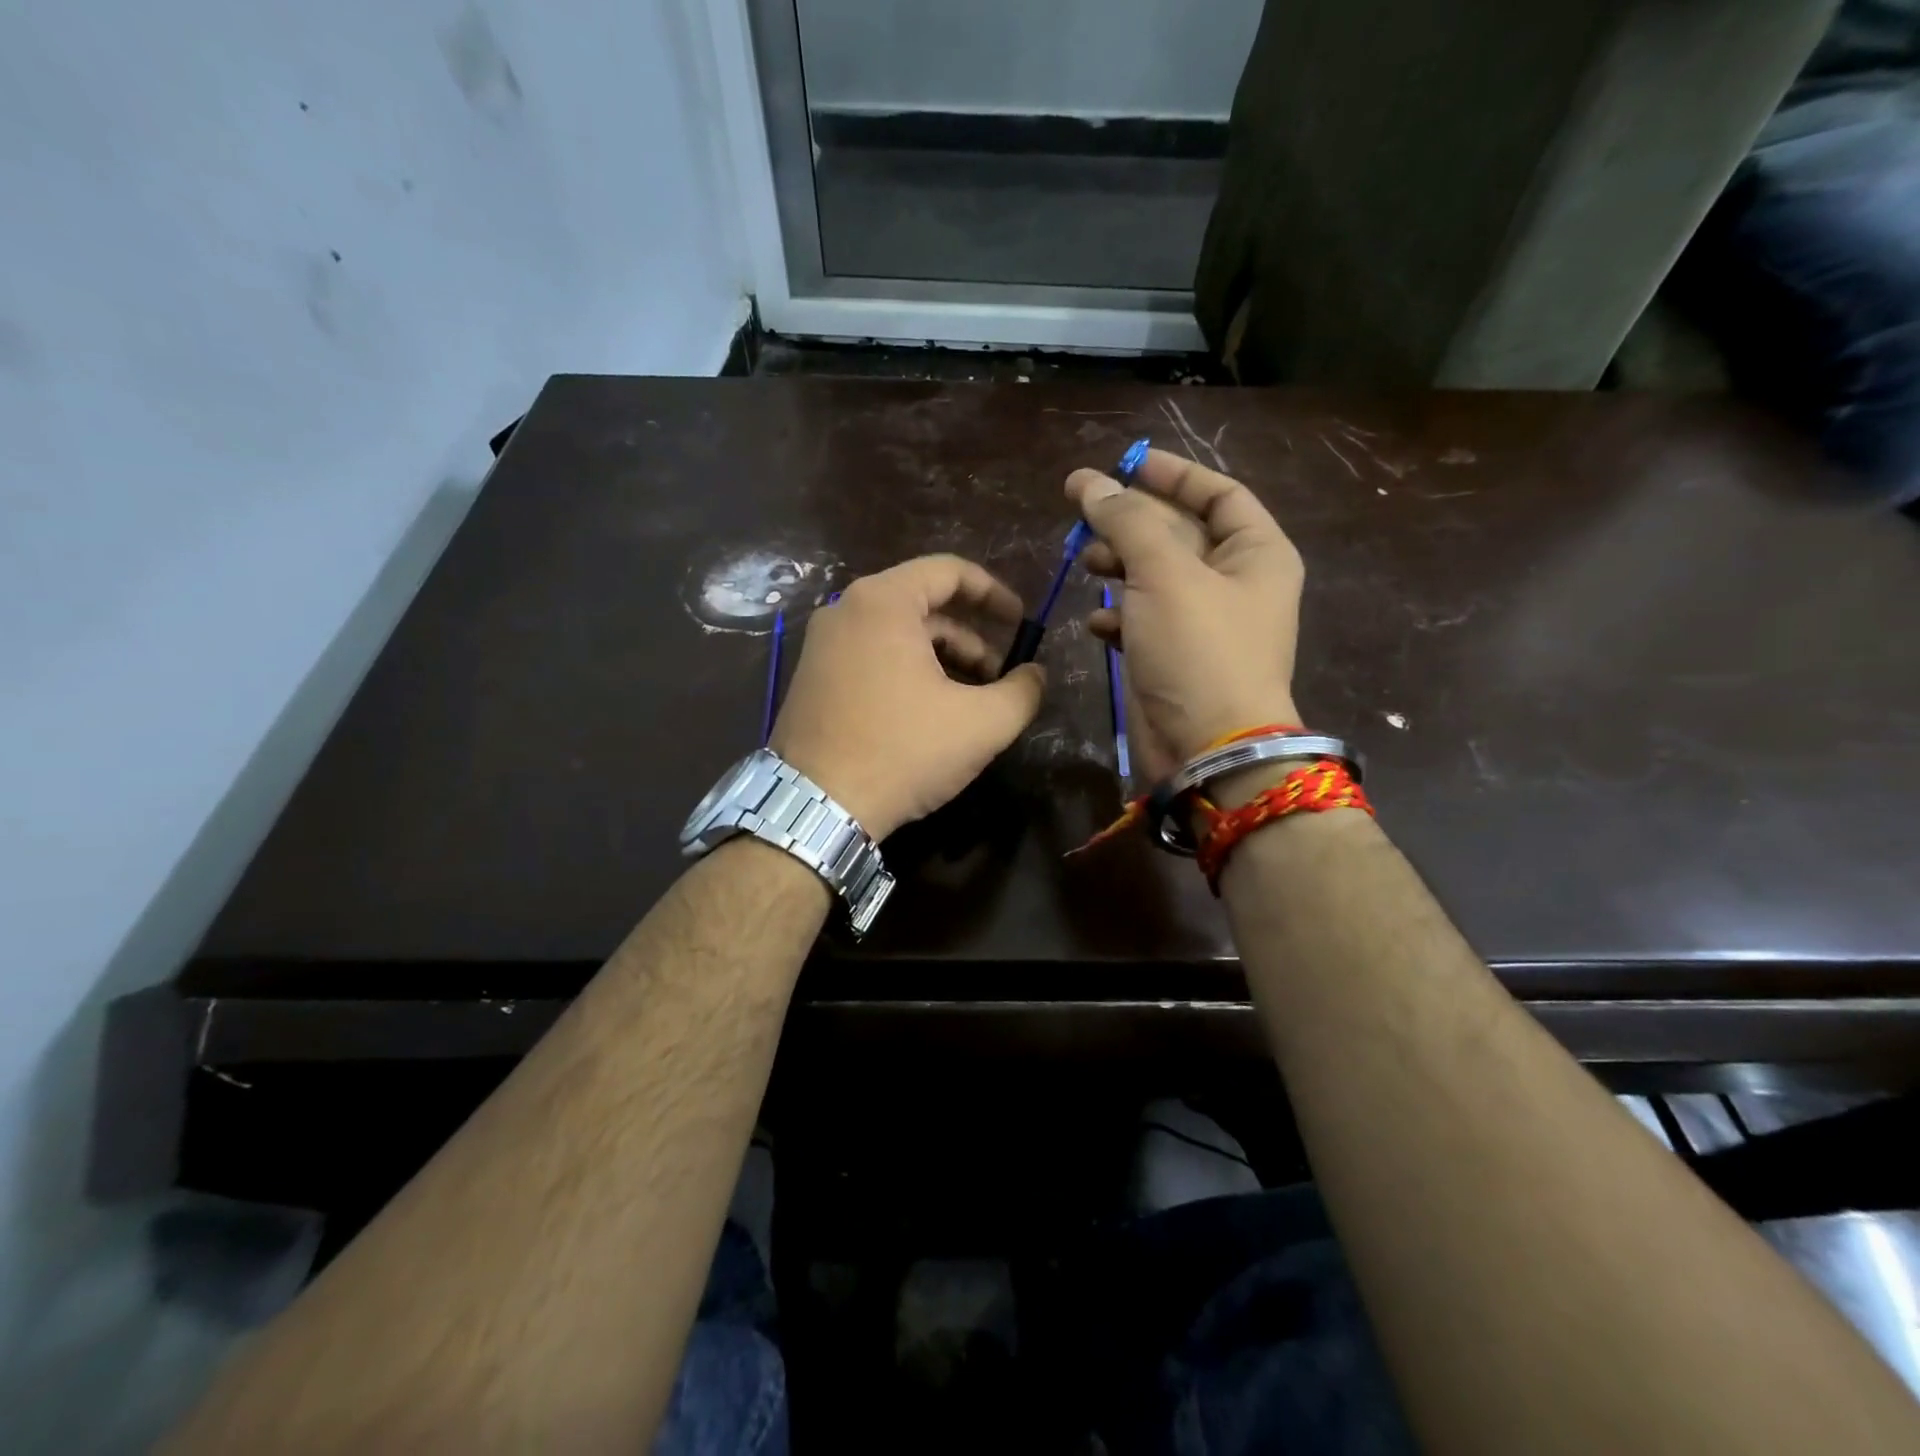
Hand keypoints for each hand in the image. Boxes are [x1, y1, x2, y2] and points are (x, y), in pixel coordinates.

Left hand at [771, 555, 1046, 839]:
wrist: (816, 806)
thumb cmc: (903, 751)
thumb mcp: (981, 724)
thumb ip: (1023, 691)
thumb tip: (1036, 675)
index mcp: (883, 602)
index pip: (949, 571)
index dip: (994, 593)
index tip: (1021, 623)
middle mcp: (845, 610)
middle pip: (923, 606)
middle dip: (970, 637)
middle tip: (1000, 675)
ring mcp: (821, 645)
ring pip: (897, 635)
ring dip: (941, 659)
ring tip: (970, 701)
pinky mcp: (812, 678)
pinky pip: (870, 657)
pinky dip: (907, 672)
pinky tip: (928, 713)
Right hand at [1067, 449, 1303, 778]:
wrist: (1207, 748)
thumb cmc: (1200, 650)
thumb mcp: (1165, 574)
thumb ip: (1127, 522)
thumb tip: (1091, 483)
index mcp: (1256, 553)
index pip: (1218, 494)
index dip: (1173, 474)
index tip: (1126, 463)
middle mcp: (1234, 583)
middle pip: (1179, 533)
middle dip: (1131, 522)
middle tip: (1081, 512)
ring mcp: (1202, 623)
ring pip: (1154, 577)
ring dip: (1118, 566)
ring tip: (1086, 565)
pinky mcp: (1173, 658)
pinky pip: (1141, 621)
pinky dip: (1117, 617)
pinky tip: (1096, 624)